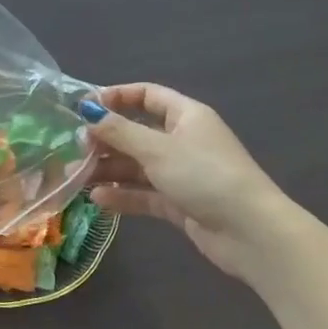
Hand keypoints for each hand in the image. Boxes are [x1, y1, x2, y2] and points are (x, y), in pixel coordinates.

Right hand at [85, 83, 292, 277]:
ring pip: (137, 166)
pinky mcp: (179, 203)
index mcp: (185, 116)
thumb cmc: (205, 176)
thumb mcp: (157, 149)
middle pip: (137, 133)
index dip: (117, 97)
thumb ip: (119, 131)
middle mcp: (183, 140)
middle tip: (76, 149)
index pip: (147, 95)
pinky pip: (144, 193)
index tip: (86, 108)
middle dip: (106, 140)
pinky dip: (122, 195)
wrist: (250, 232)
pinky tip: (97, 200)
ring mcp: (181, 173)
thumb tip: (87, 111)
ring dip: (108, 170)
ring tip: (78, 177)